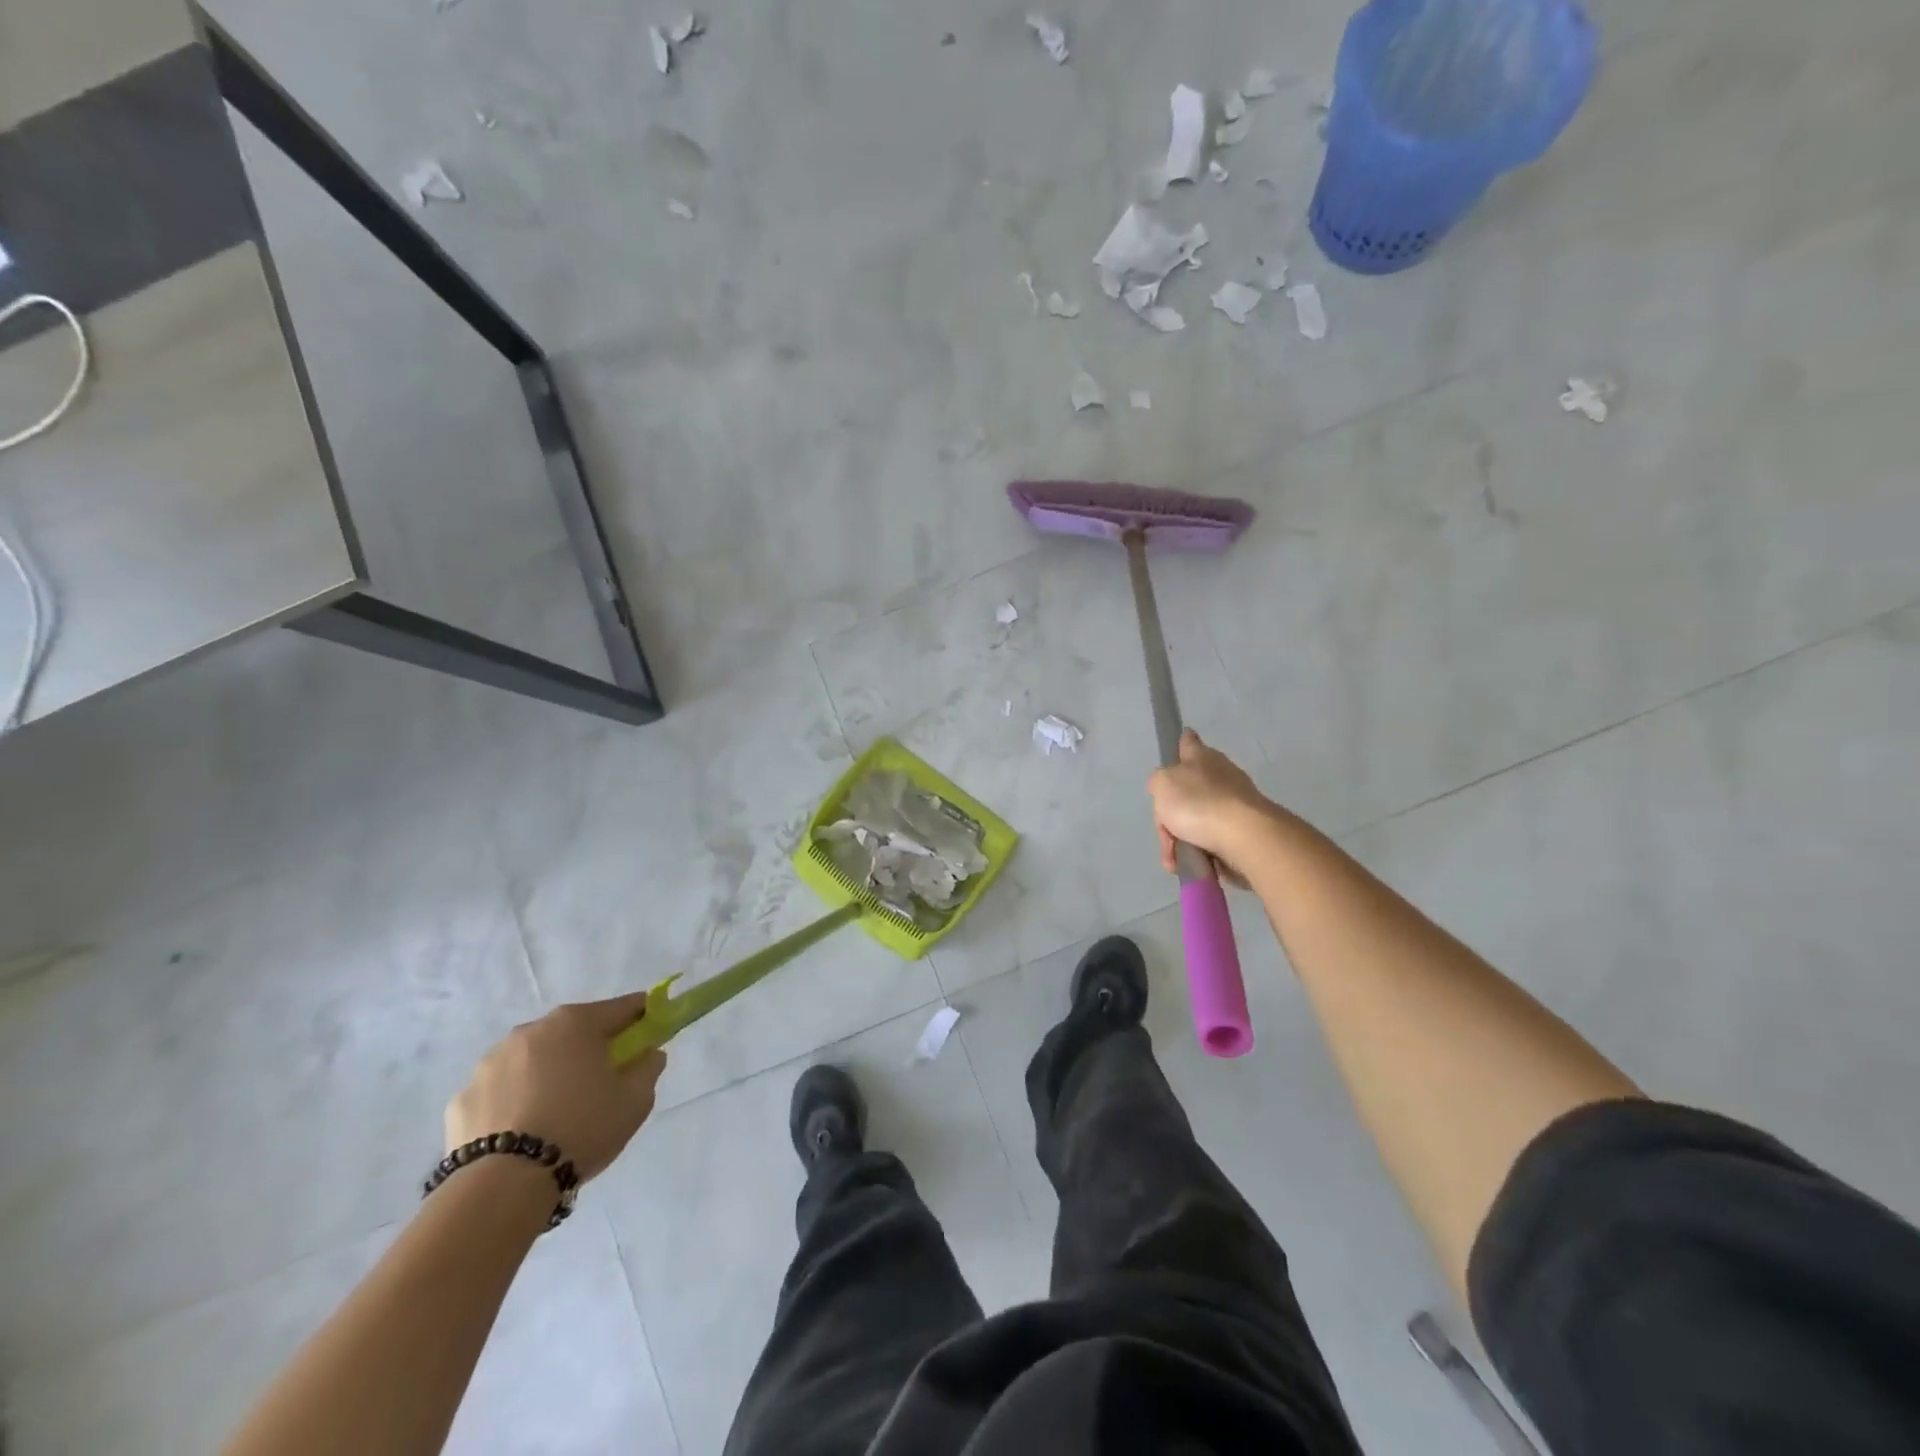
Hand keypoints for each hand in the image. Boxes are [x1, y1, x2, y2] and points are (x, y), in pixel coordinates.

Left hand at [447, 992, 665, 1182]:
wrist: (502, 1185)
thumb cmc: (581, 1128)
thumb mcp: (635, 1101)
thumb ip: (648, 1068)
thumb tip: (648, 1053)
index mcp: (576, 1023)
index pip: (621, 1008)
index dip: (641, 1015)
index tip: (650, 1030)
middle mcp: (531, 1031)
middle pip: (572, 1031)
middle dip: (590, 1047)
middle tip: (603, 1078)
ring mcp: (491, 1063)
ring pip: (533, 1059)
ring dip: (548, 1072)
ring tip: (557, 1112)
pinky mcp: (462, 1098)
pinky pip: (500, 1091)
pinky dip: (514, 1101)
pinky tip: (522, 1131)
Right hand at [1146, 730, 1276, 886]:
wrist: (1245, 838)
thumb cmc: (1199, 804)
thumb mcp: (1162, 785)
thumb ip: (1159, 782)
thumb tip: (1167, 787)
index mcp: (1201, 757)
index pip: (1188, 743)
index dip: (1181, 745)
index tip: (1179, 746)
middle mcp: (1221, 776)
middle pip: (1188, 792)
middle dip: (1172, 816)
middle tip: (1166, 832)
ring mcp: (1234, 804)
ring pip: (1197, 821)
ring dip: (1183, 841)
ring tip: (1177, 859)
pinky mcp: (1244, 831)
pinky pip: (1212, 841)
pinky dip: (1201, 854)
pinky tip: (1195, 865)